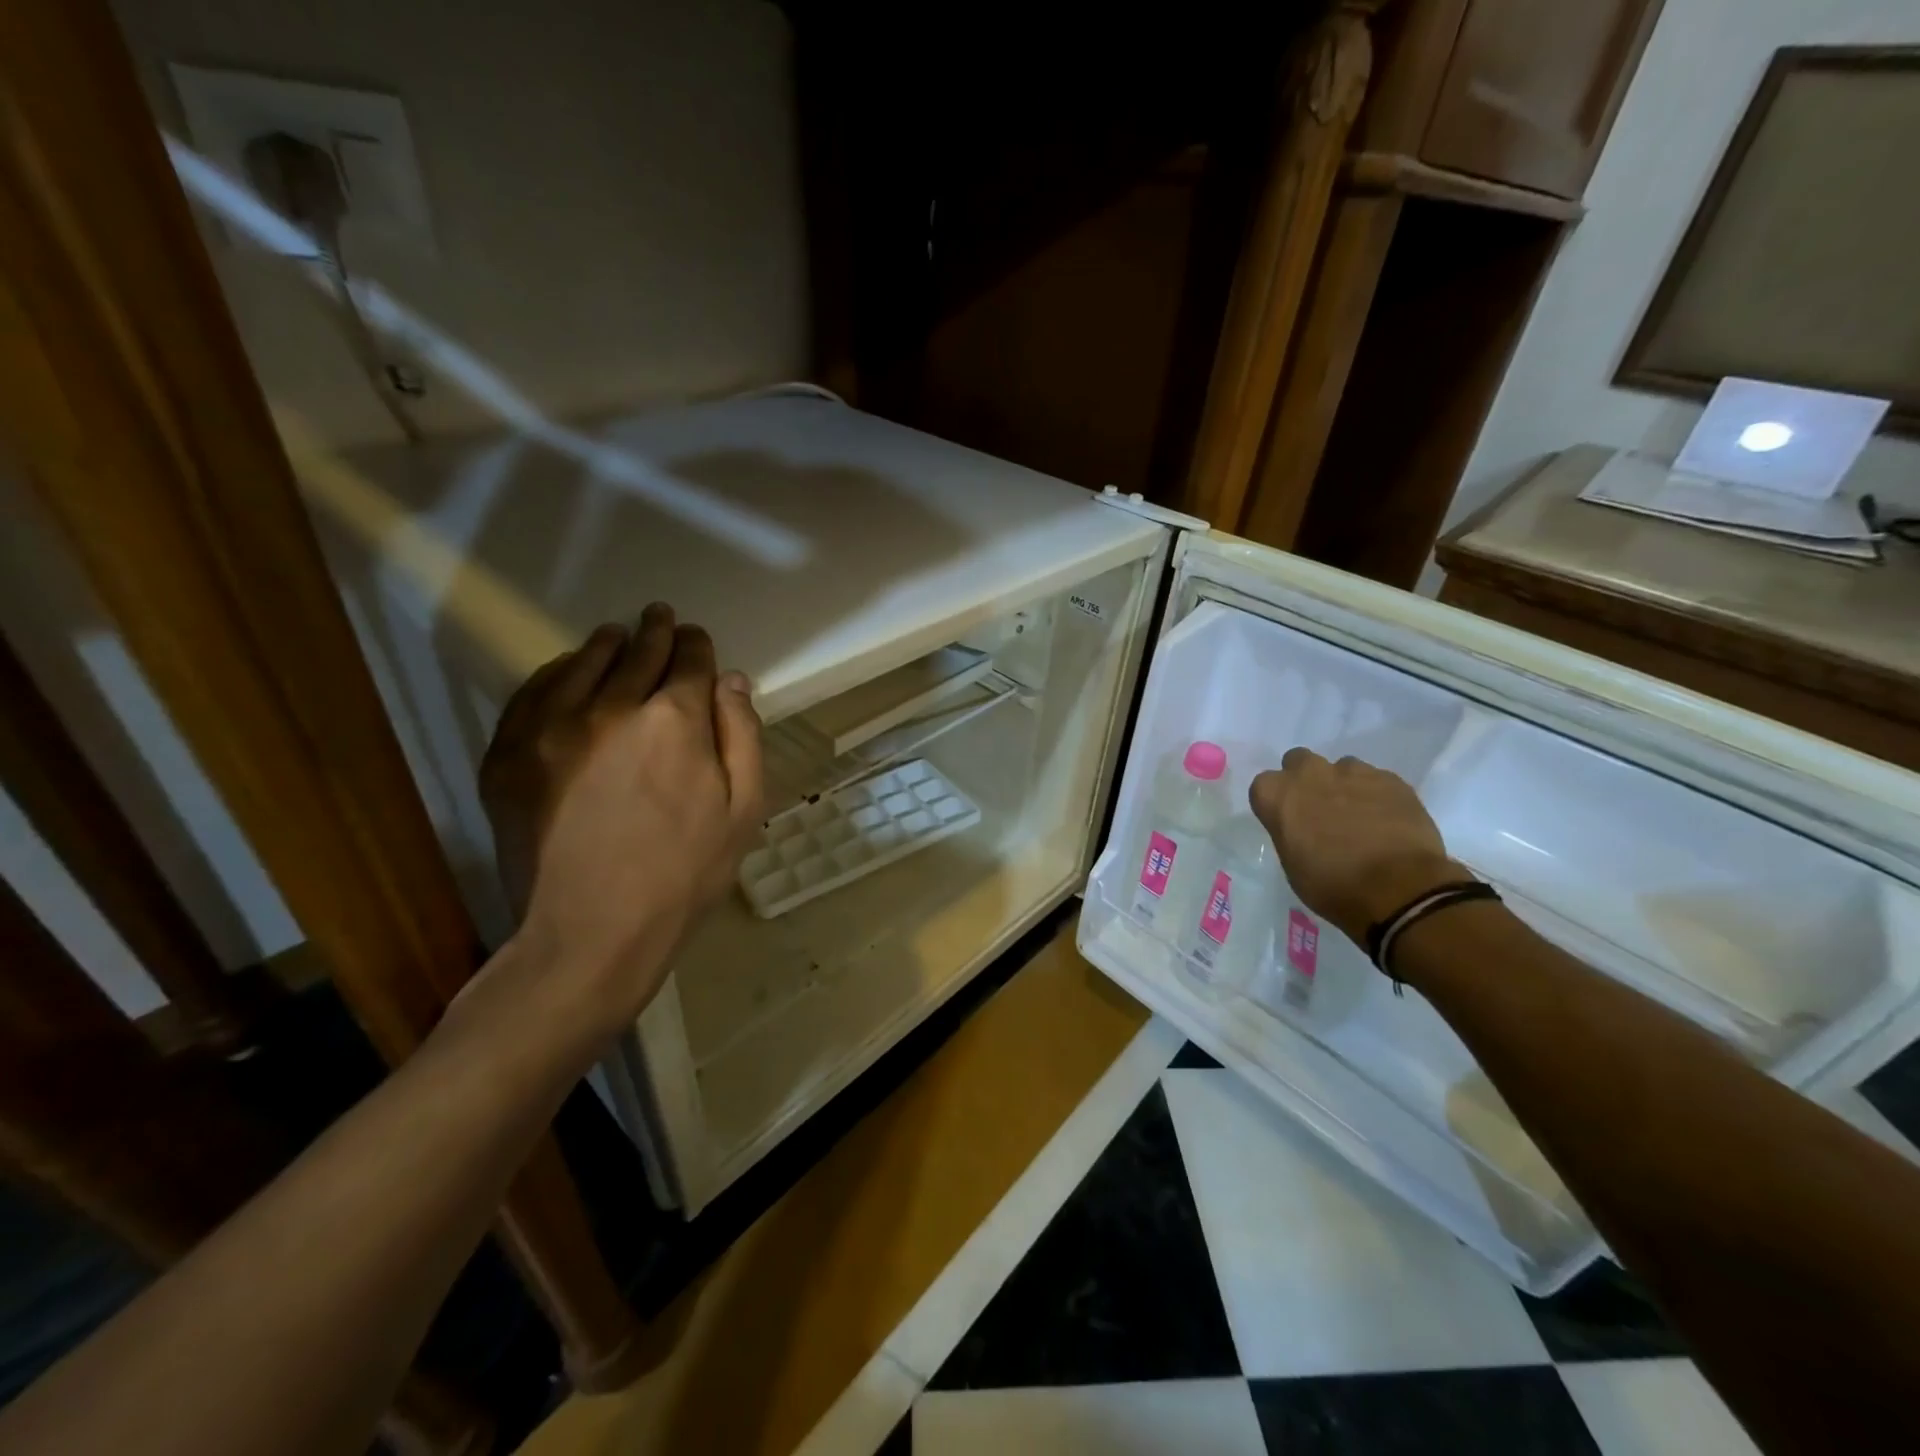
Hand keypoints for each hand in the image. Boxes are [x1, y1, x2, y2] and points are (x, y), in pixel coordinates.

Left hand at [478, 604, 762, 1026]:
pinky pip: (534, 691)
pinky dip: (556, 672)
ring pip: (584, 663)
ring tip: (617, 634)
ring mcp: (551, 727)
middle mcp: (611, 707)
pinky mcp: (509, 753)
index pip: (690, 661)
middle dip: (657, 633)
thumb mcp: (743, 810)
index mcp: (675, 720)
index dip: (698, 647)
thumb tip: (732, 680)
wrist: (590, 933)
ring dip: (607, 644)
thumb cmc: (684, 875)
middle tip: (661, 617)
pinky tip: (567, 669)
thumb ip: (742, 736)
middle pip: (639, 653)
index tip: (699, 640)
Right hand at [1249, 749, 1462, 946]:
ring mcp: (1353, 772)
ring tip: (1359, 817)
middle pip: (1298, 761)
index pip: (1263, 786)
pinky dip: (1376, 795)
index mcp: (1278, 796)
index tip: (1285, 820)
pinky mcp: (1391, 780)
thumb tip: (1301, 829)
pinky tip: (1386, 821)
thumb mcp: (1292, 866)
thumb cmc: (1333, 886)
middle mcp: (1310, 774)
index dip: (1275, 803)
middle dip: (1305, 779)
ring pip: (1341, 768)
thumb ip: (1290, 833)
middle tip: (1318, 809)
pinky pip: (1376, 779)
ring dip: (1343, 786)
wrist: (1399, 889)